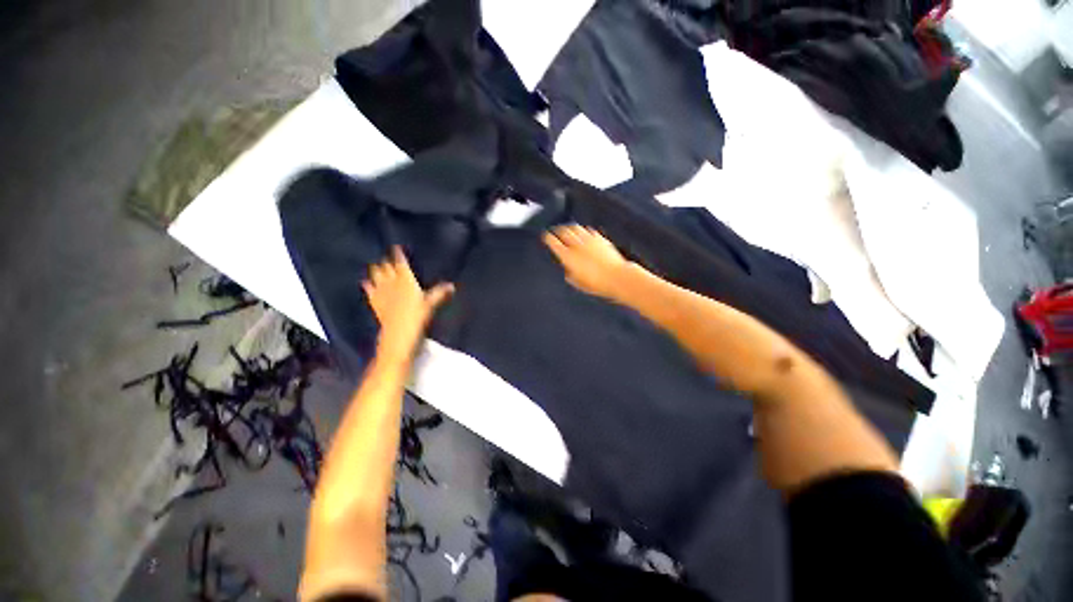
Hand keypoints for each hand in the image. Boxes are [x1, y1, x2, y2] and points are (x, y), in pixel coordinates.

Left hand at [362, 247, 453, 360]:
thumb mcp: (430, 305)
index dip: (398, 255)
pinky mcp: (377, 305)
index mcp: (406, 281)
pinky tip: (365, 283)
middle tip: (386, 256)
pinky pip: (370, 292)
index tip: (396, 247)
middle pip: (386, 269)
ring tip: (375, 265)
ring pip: (377, 278)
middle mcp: (392, 284)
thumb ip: (439, 294)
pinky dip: (368, 287)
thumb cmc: (417, 318)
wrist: (398, 336)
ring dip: (376, 271)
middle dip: (386, 262)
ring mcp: (382, 294)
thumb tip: (451, 285)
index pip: (401, 264)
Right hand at [543, 225, 628, 298]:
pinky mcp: (600, 239)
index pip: (553, 242)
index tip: (545, 236)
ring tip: (567, 229)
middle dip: (557, 230)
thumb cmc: (597, 284)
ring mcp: (589, 240)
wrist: (617, 278)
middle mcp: (577, 245)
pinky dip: (583, 230)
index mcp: (568, 256)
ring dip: (569, 227)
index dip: (547, 238)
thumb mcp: (578, 283)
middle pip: (563, 231)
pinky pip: (588, 230)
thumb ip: (570, 273)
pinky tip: (584, 232)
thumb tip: (567, 268)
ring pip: (575, 228)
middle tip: (555, 231)